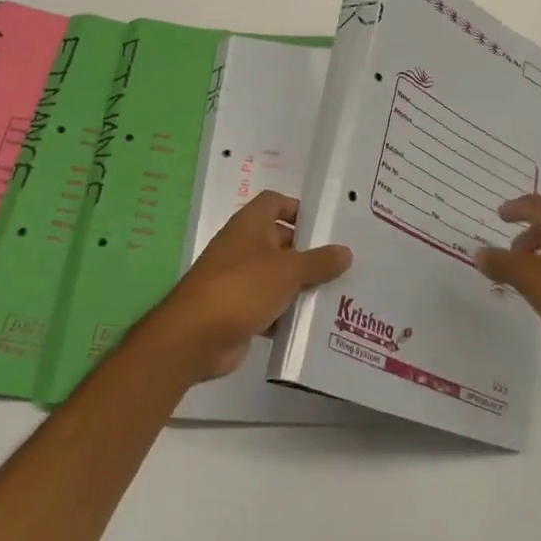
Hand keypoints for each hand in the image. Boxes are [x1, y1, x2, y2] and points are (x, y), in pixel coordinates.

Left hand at [141, 191, 351, 382]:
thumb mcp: (288, 270)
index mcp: (249, 226)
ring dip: (300, 285)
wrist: (194, 338)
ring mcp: (239, 280)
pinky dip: (287, 313)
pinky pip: (270, 306)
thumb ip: (319, 261)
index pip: (274, 202)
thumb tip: (346, 252)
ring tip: (337, 292)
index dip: (298, 208)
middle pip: (280, 241)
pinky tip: (313, 323)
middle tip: (342, 263)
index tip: (325, 225)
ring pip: (277, 276)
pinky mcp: (239, 311)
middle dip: (308, 252)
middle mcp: (243, 248)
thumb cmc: (242, 288)